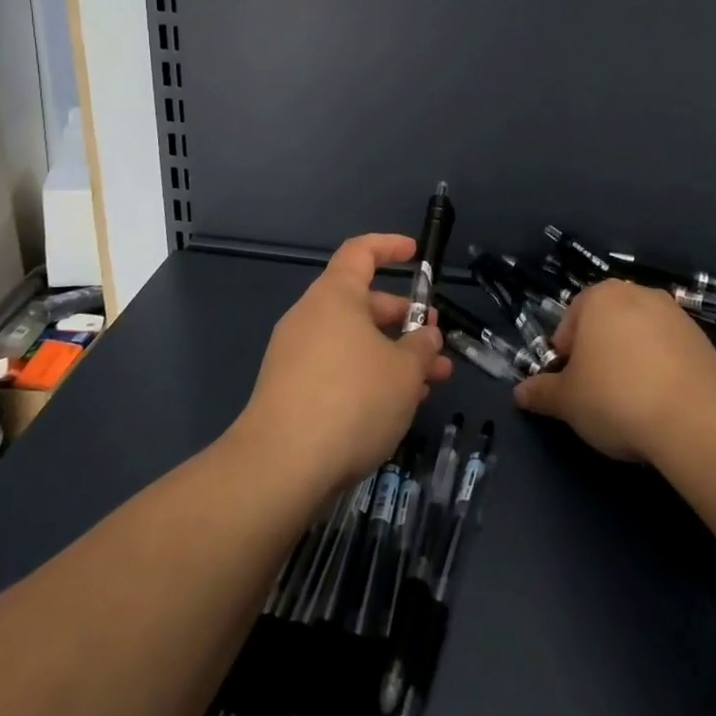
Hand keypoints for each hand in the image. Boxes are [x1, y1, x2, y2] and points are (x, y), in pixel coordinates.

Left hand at [232, 233, 451, 494]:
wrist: (280, 468)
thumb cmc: (352, 400)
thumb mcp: (404, 371)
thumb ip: (421, 346)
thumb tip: (425, 335)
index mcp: (335, 296)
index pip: (360, 252)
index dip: (390, 247)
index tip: (416, 254)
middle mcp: (311, 318)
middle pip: (362, 303)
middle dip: (404, 320)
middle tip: (436, 344)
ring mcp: (295, 357)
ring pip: (354, 343)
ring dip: (392, 356)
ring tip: (428, 385)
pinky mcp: (289, 393)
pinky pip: (337, 370)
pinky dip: (368, 378)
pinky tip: (394, 410)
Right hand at [513, 279, 715, 462]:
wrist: (697, 418)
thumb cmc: (616, 397)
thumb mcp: (567, 401)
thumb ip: (541, 393)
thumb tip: (520, 392)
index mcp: (599, 296)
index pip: (570, 321)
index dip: (565, 356)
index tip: (570, 387)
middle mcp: (637, 293)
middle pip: (606, 324)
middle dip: (598, 355)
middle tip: (597, 394)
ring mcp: (674, 314)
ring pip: (638, 337)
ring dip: (630, 361)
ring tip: (631, 402)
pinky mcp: (702, 339)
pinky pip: (669, 351)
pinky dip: (660, 370)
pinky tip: (660, 403)